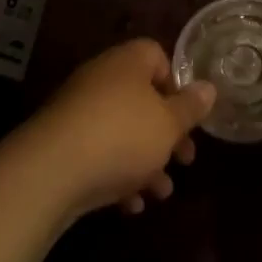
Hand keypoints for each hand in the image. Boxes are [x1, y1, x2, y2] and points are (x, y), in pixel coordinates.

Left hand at [24, 39, 215, 219]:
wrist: (52, 170)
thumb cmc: (123, 135)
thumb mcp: (169, 124)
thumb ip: (191, 107)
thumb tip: (208, 87)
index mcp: (128, 62)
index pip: (157, 57)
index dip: (176, 85)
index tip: (188, 116)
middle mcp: (102, 78)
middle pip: (142, 99)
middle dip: (166, 133)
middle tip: (185, 160)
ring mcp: (79, 110)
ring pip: (122, 131)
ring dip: (145, 161)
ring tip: (161, 193)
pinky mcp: (62, 143)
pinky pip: (98, 153)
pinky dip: (116, 175)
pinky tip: (129, 205)